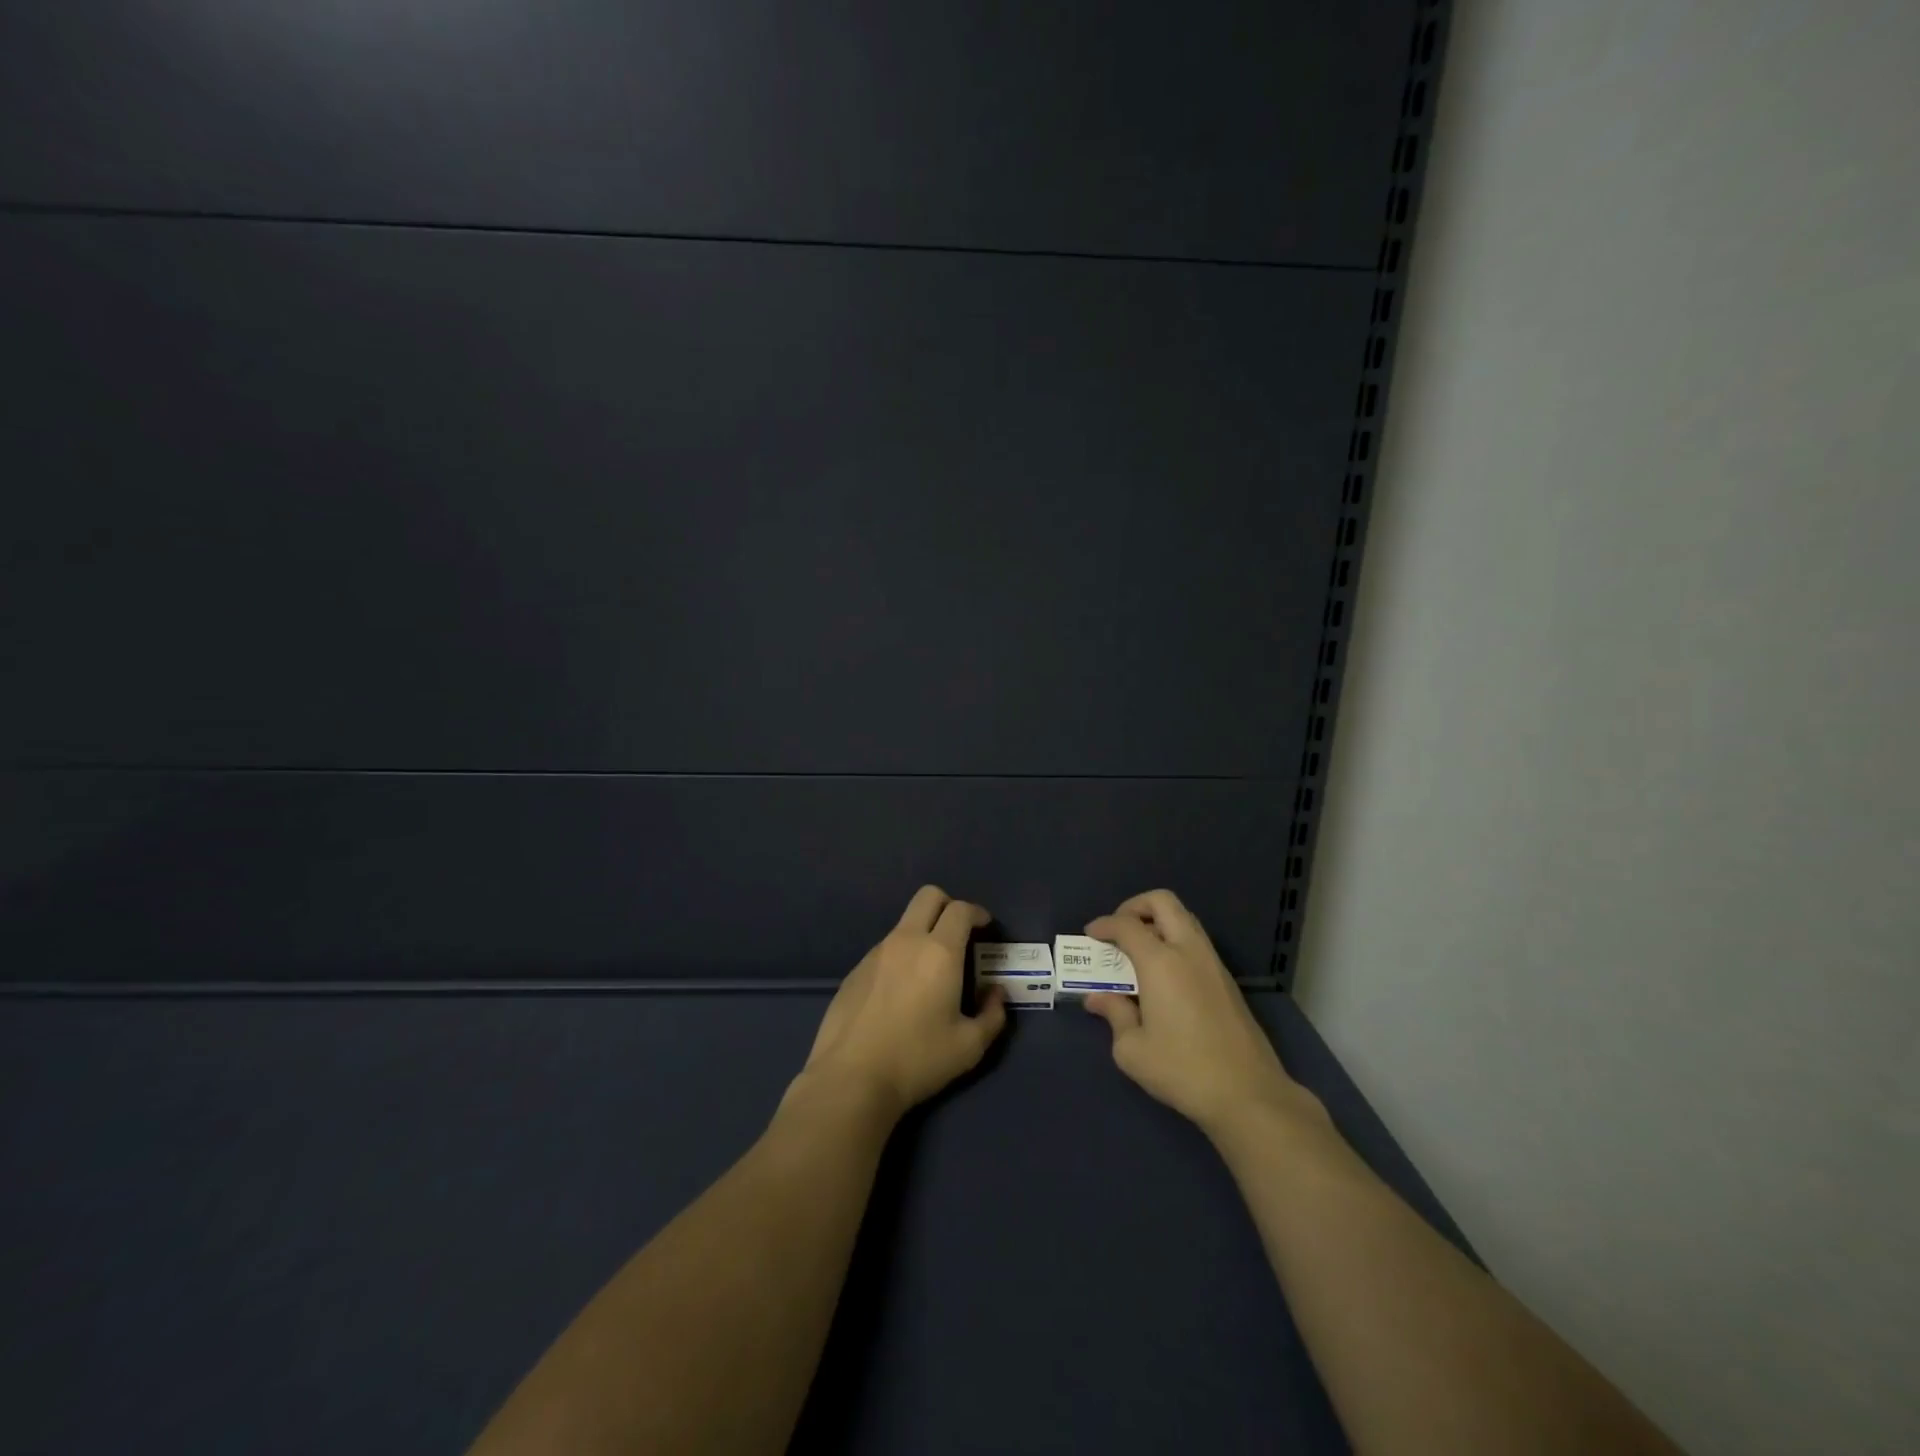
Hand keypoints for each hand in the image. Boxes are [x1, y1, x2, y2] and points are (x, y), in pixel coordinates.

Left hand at [796, 885, 1007, 1121]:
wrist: (851, 1078)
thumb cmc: (917, 1059)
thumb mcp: (969, 1046)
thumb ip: (992, 1015)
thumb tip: (995, 993)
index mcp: (939, 952)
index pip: (960, 909)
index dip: (977, 912)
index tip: (985, 927)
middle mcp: (906, 941)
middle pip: (928, 896)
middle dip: (948, 905)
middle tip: (959, 933)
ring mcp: (876, 953)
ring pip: (905, 924)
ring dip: (923, 933)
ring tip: (930, 972)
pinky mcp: (855, 970)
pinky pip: (885, 949)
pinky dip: (901, 956)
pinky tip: (900, 993)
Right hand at [1083, 890, 1327, 1143]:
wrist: (1248, 1094)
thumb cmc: (1183, 1069)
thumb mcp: (1132, 1050)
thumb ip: (1114, 1015)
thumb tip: (1098, 998)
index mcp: (1161, 962)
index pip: (1127, 924)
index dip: (1104, 924)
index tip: (1091, 935)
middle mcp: (1188, 951)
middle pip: (1163, 902)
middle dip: (1135, 907)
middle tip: (1119, 930)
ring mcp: (1213, 963)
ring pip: (1184, 919)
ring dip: (1158, 922)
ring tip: (1138, 950)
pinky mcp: (1227, 981)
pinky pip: (1196, 942)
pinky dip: (1175, 941)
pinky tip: (1163, 974)